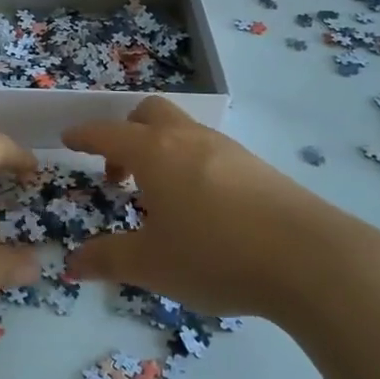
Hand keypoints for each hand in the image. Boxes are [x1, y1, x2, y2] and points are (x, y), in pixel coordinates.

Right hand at [62, 97, 366, 317]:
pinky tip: (202, 208)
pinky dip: (190, 165)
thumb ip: (107, 259)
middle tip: (118, 173)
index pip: (108, 133)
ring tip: (160, 197)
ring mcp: (227, 149)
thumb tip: (71, 264)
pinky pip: (209, 151)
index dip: (84, 135)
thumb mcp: (151, 264)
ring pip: (183, 130)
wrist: (311, 259)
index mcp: (154, 153)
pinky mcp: (257, 167)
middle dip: (126, 133)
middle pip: (149, 113)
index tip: (68, 139)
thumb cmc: (216, 255)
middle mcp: (188, 139)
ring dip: (160, 150)